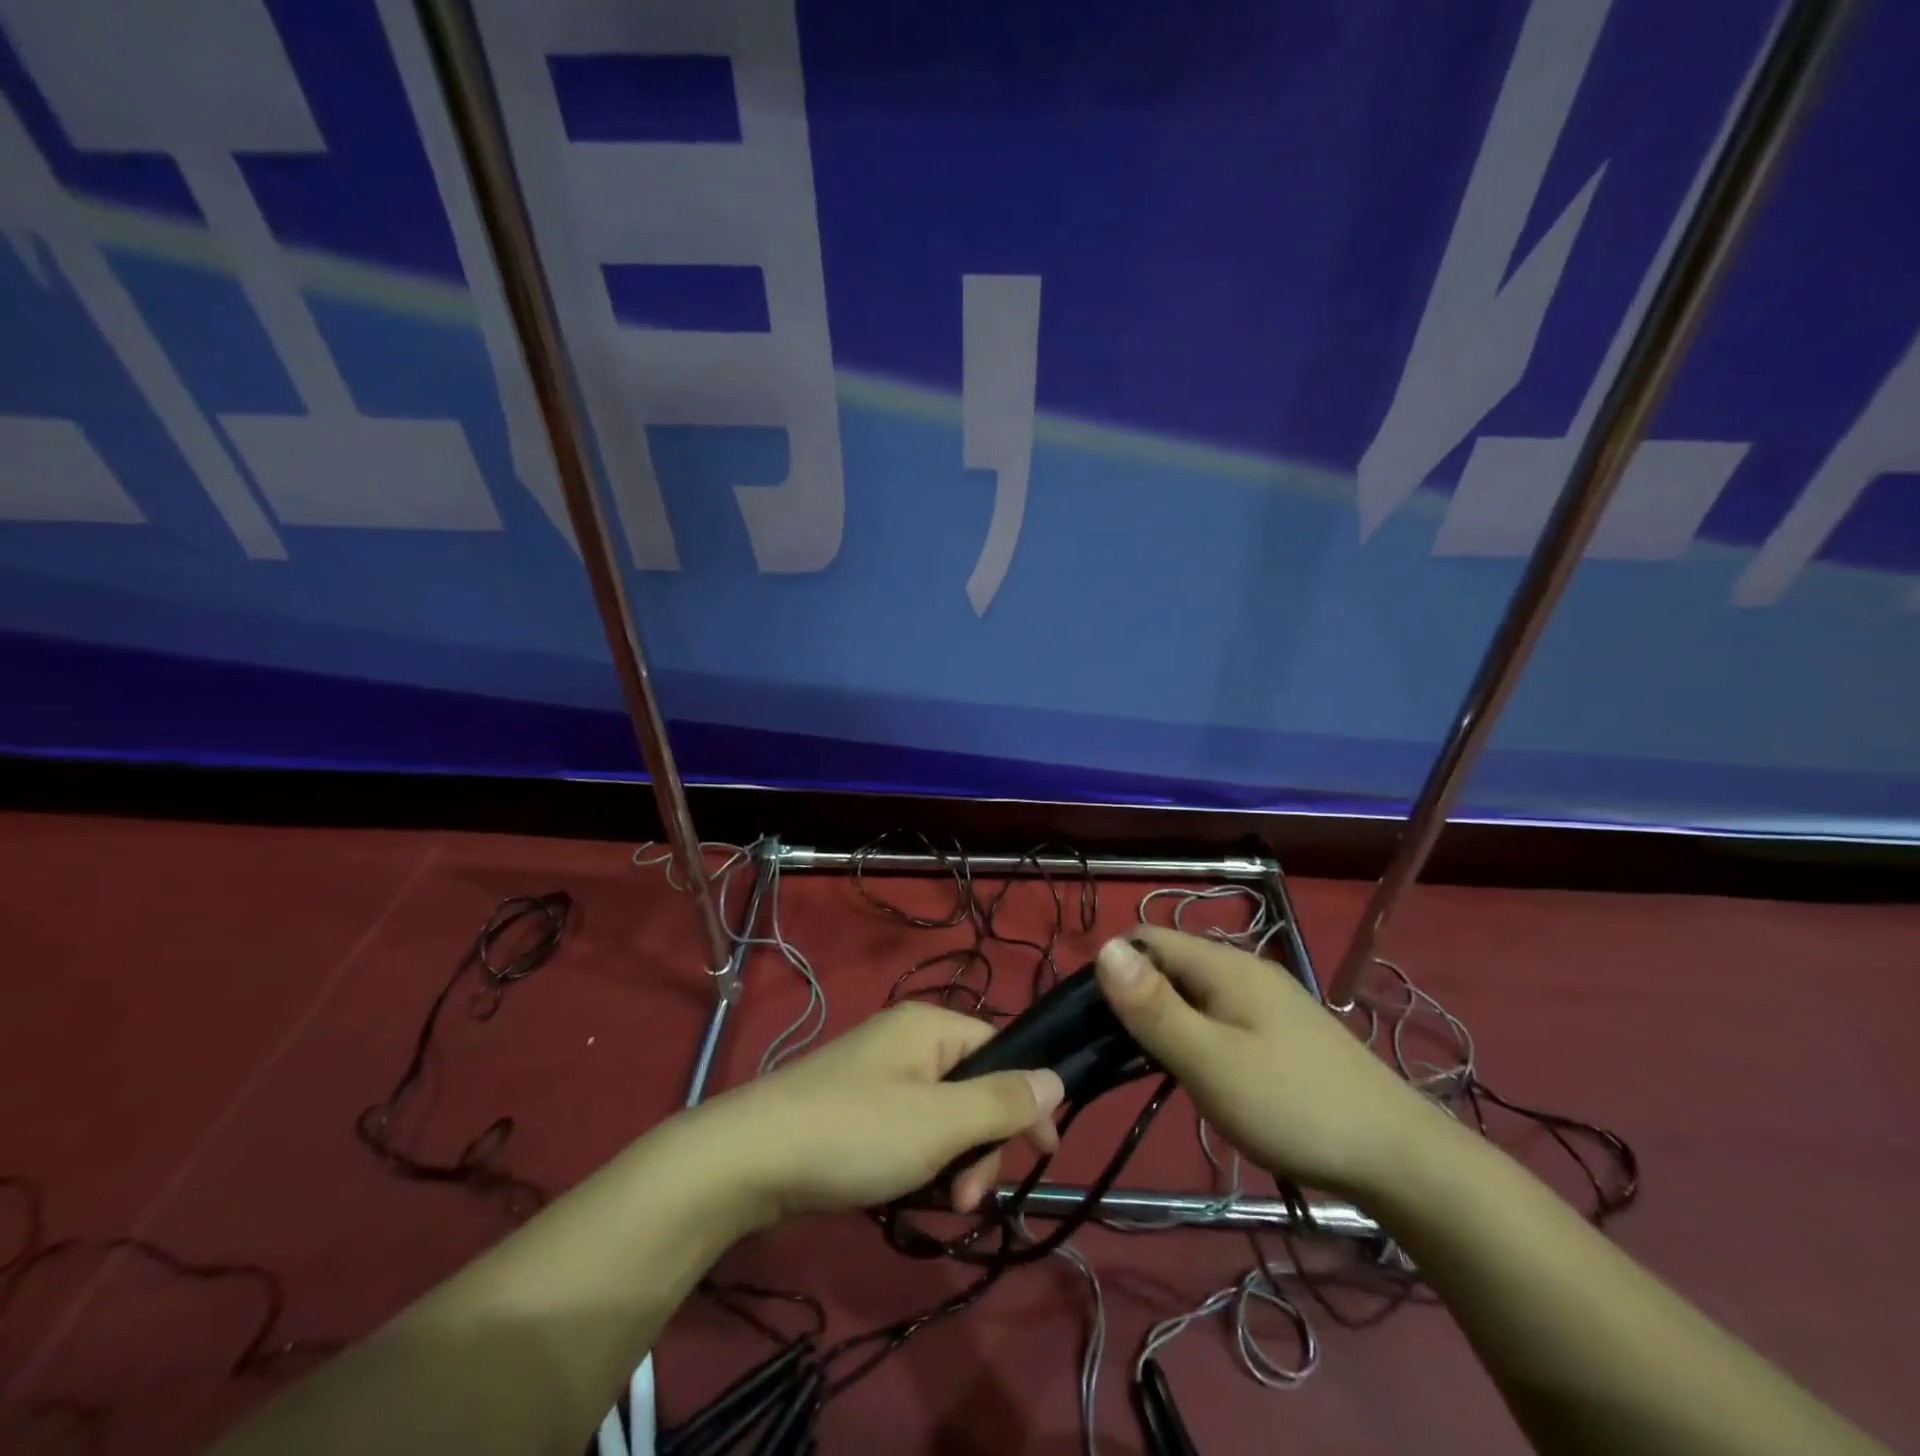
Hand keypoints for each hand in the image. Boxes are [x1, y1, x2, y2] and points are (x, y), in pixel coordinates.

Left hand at [690, 1002, 1064, 1226]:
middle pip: (973, 1089)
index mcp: (929, 1026)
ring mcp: (877, 1076)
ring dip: (951, 1164)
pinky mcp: (854, 1109)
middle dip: (981, 1146)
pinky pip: (908, 1131)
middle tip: (967, 1199)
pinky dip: (917, 1164)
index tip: (1042, 1154)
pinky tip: (907, 1196)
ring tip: (937, 1205)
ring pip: (942, 1118)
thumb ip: (1001, 1102)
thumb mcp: (939, 1122)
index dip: (1025, 1100)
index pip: (1001, 1051)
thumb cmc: (854, 1133)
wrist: (747, 1160)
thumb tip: (1056, 1079)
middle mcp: (906, 1041)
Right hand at [1095, 929, 1442, 1200]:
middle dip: (1134, 998)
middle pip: (1170, 965)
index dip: (1110, 969)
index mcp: (1224, 965)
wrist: (1402, 1159)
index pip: (1146, 940)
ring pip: (1194, 994)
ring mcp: (1267, 1002)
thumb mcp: (1209, 1059)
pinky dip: (1194, 1036)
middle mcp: (1244, 970)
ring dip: (1164, 1021)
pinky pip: (1219, 1017)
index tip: (1087, 1020)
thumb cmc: (1293, 1104)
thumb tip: (1102, 947)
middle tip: (1111, 1054)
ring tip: (1146, 1068)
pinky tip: (1196, 1074)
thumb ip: (1153, 1006)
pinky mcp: (1282, 1033)